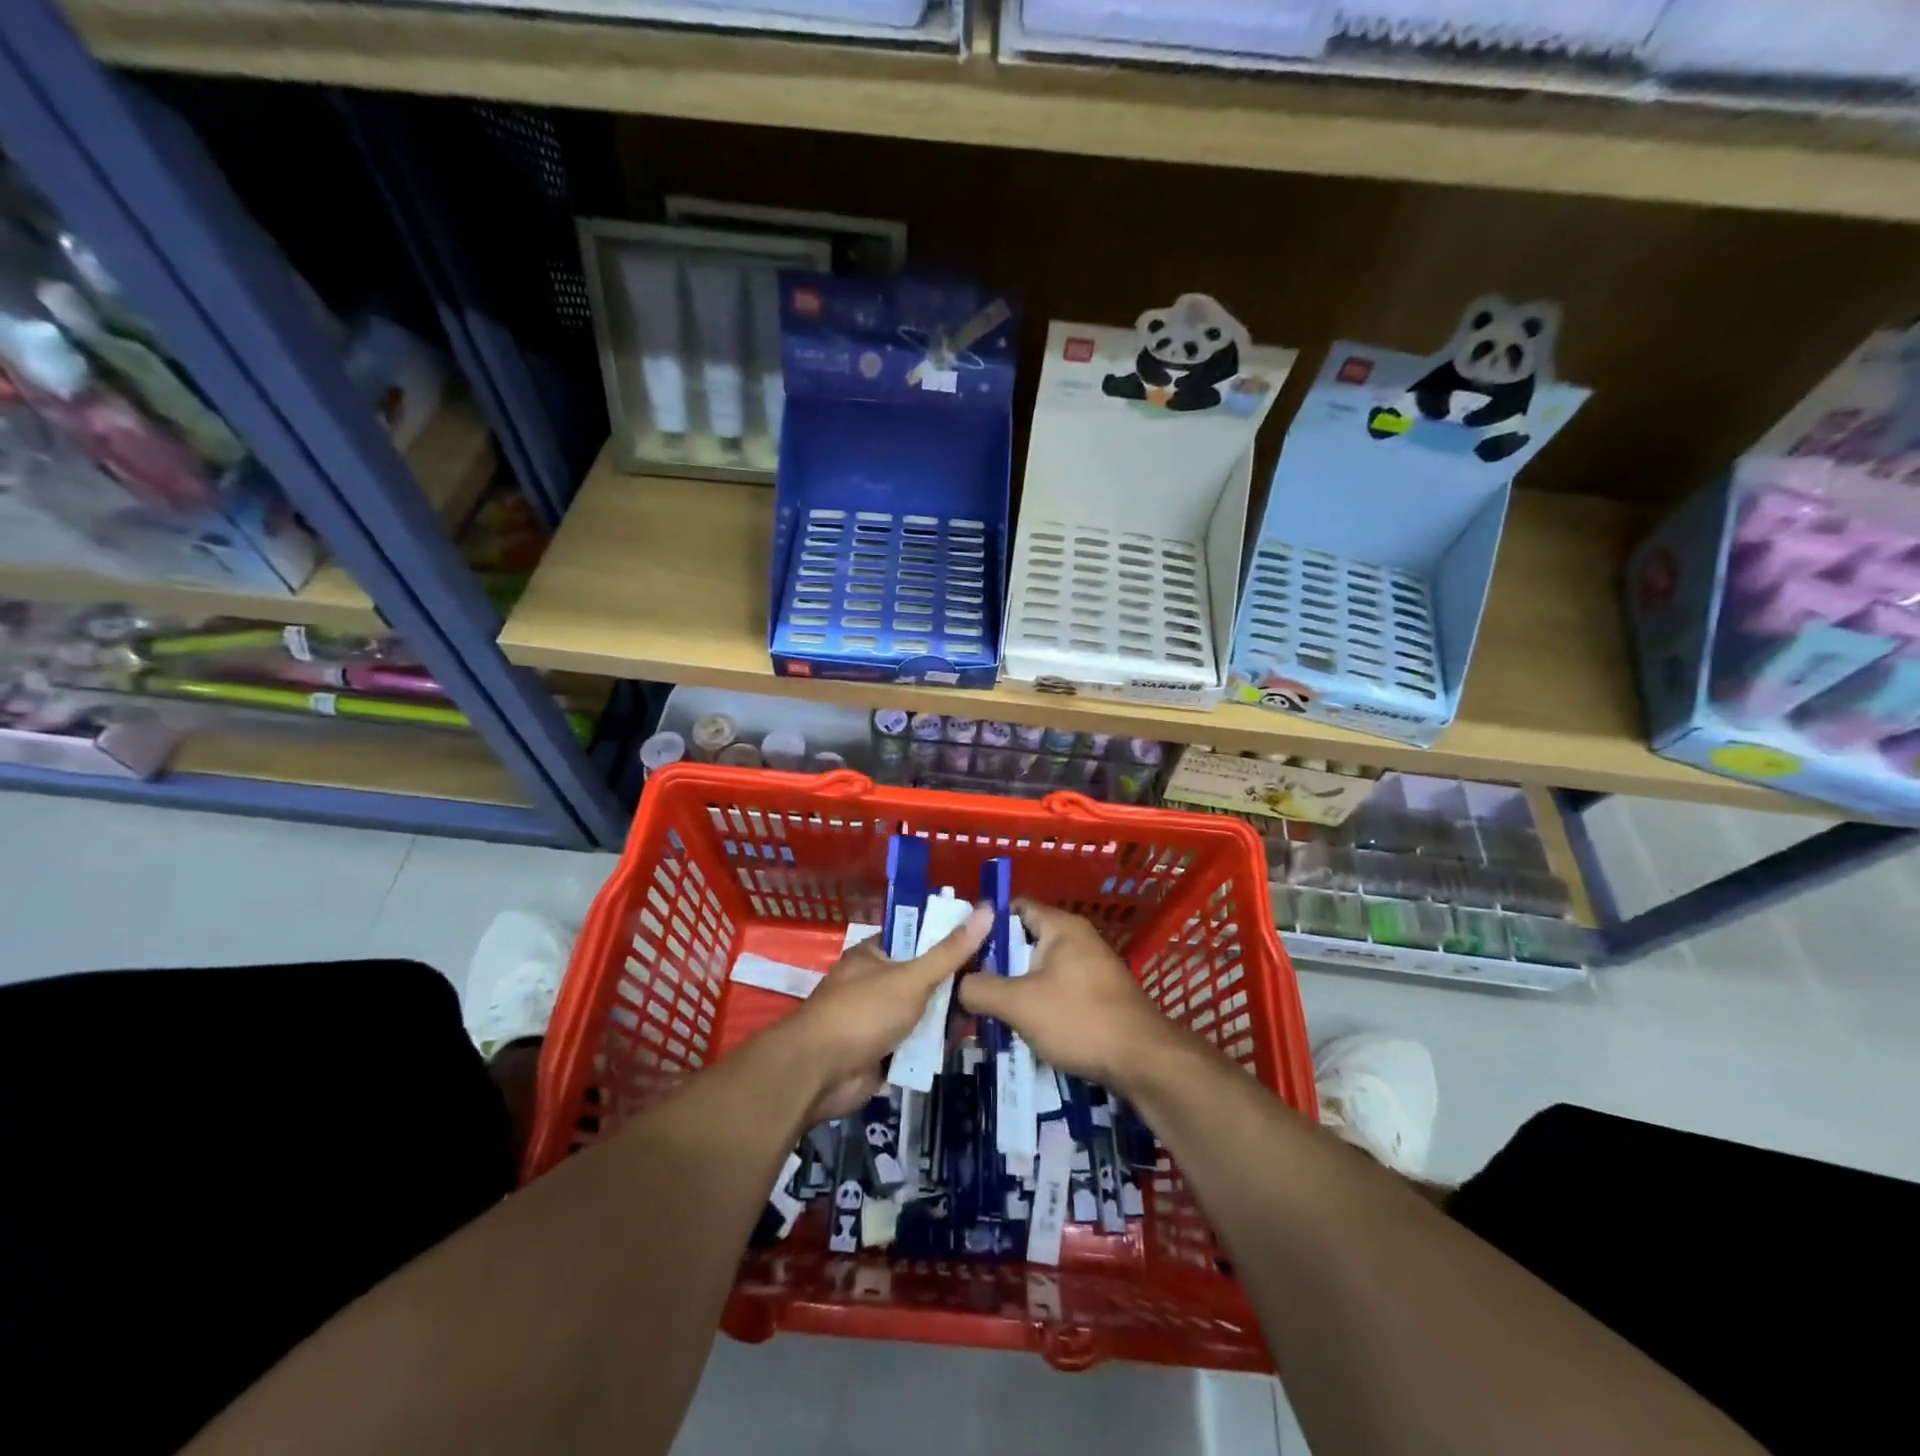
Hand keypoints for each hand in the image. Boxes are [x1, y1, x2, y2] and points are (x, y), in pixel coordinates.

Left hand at [778, 902, 993, 1122]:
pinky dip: (934, 1046)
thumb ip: (950, 951)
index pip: (918, 937)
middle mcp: (875, 982)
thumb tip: (987, 908)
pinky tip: (966, 1042)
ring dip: (946, 1018)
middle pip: (924, 977)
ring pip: (922, 1013)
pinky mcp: (882, 1052)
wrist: (819, 1075)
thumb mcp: (912, 977)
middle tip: (995, 982)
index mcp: (875, 954)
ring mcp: (878, 1019)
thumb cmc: (863, 1013)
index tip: (987, 941)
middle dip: (954, 984)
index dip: (949, 938)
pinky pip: (916, 1043)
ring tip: (989, 1012)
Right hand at [956, 899, 1181, 1093]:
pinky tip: (1021, 1028)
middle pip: (1024, 940)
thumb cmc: (1080, 1020)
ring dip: (1015, 988)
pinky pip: (1056, 990)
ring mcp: (1090, 968)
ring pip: (1039, 969)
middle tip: (967, 984)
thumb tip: (958, 983)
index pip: (1014, 908)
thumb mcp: (1019, 1004)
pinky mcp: (1097, 996)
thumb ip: (981, 989)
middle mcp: (1077, 939)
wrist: (1144, 1061)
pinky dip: (1037, 1004)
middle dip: (996, 962)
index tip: (960, 948)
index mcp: (1061, 927)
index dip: (984, 924)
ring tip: (987, 1010)